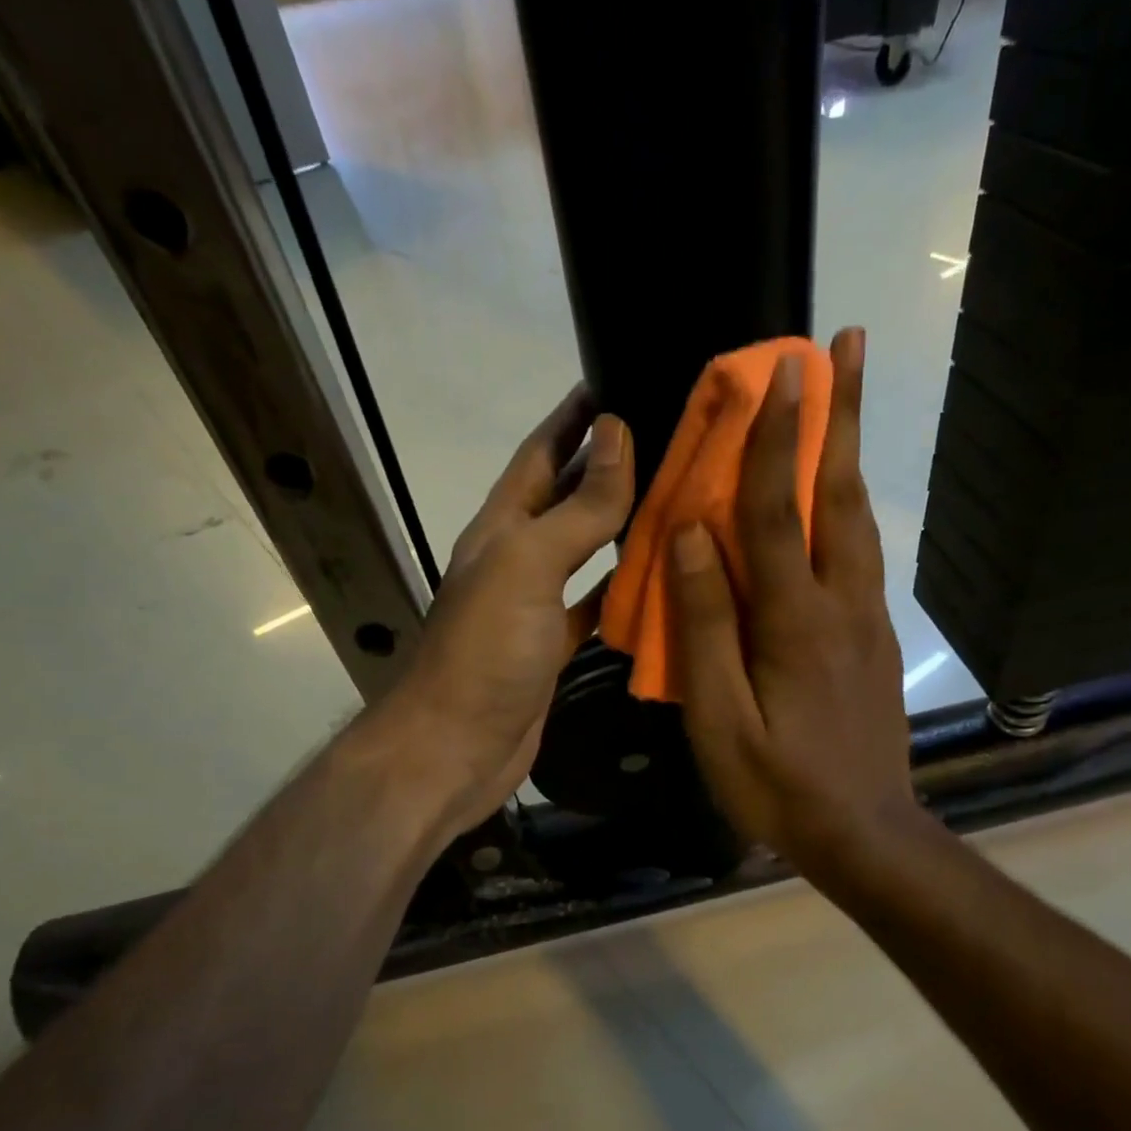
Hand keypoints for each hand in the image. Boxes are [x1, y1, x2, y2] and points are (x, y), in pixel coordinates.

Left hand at [384, 387, 633, 837]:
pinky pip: (594, 608)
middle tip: (667, 440)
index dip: (572, 419)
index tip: (615, 381)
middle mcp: (517, 559)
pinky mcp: (553, 649)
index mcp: (501, 528)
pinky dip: (623, 593)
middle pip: (566, 500)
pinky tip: (658, 582)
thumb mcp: (528, 565)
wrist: (454, 749)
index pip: (539, 454)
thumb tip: (617, 434)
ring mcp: (535, 607)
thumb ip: (576, 507)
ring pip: (586, 554)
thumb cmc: (485, 651)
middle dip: (607, 467)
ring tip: (676, 500)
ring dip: (622, 528)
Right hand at [668, 329, 925, 879]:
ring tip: (848, 397)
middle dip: (841, 415)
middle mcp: (842, 604)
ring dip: (850, 452)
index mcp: (795, 621)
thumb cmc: (777, 783)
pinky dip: (849, 507)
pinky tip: (837, 497)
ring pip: (859, 520)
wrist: (864, 833)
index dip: (774, 438)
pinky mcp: (876, 640)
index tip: (779, 369)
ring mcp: (868, 620)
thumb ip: (705, 626)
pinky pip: (861, 556)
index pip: (777, 511)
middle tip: (847, 344)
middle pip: (839, 495)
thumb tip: (691, 538)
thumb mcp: (720, 718)